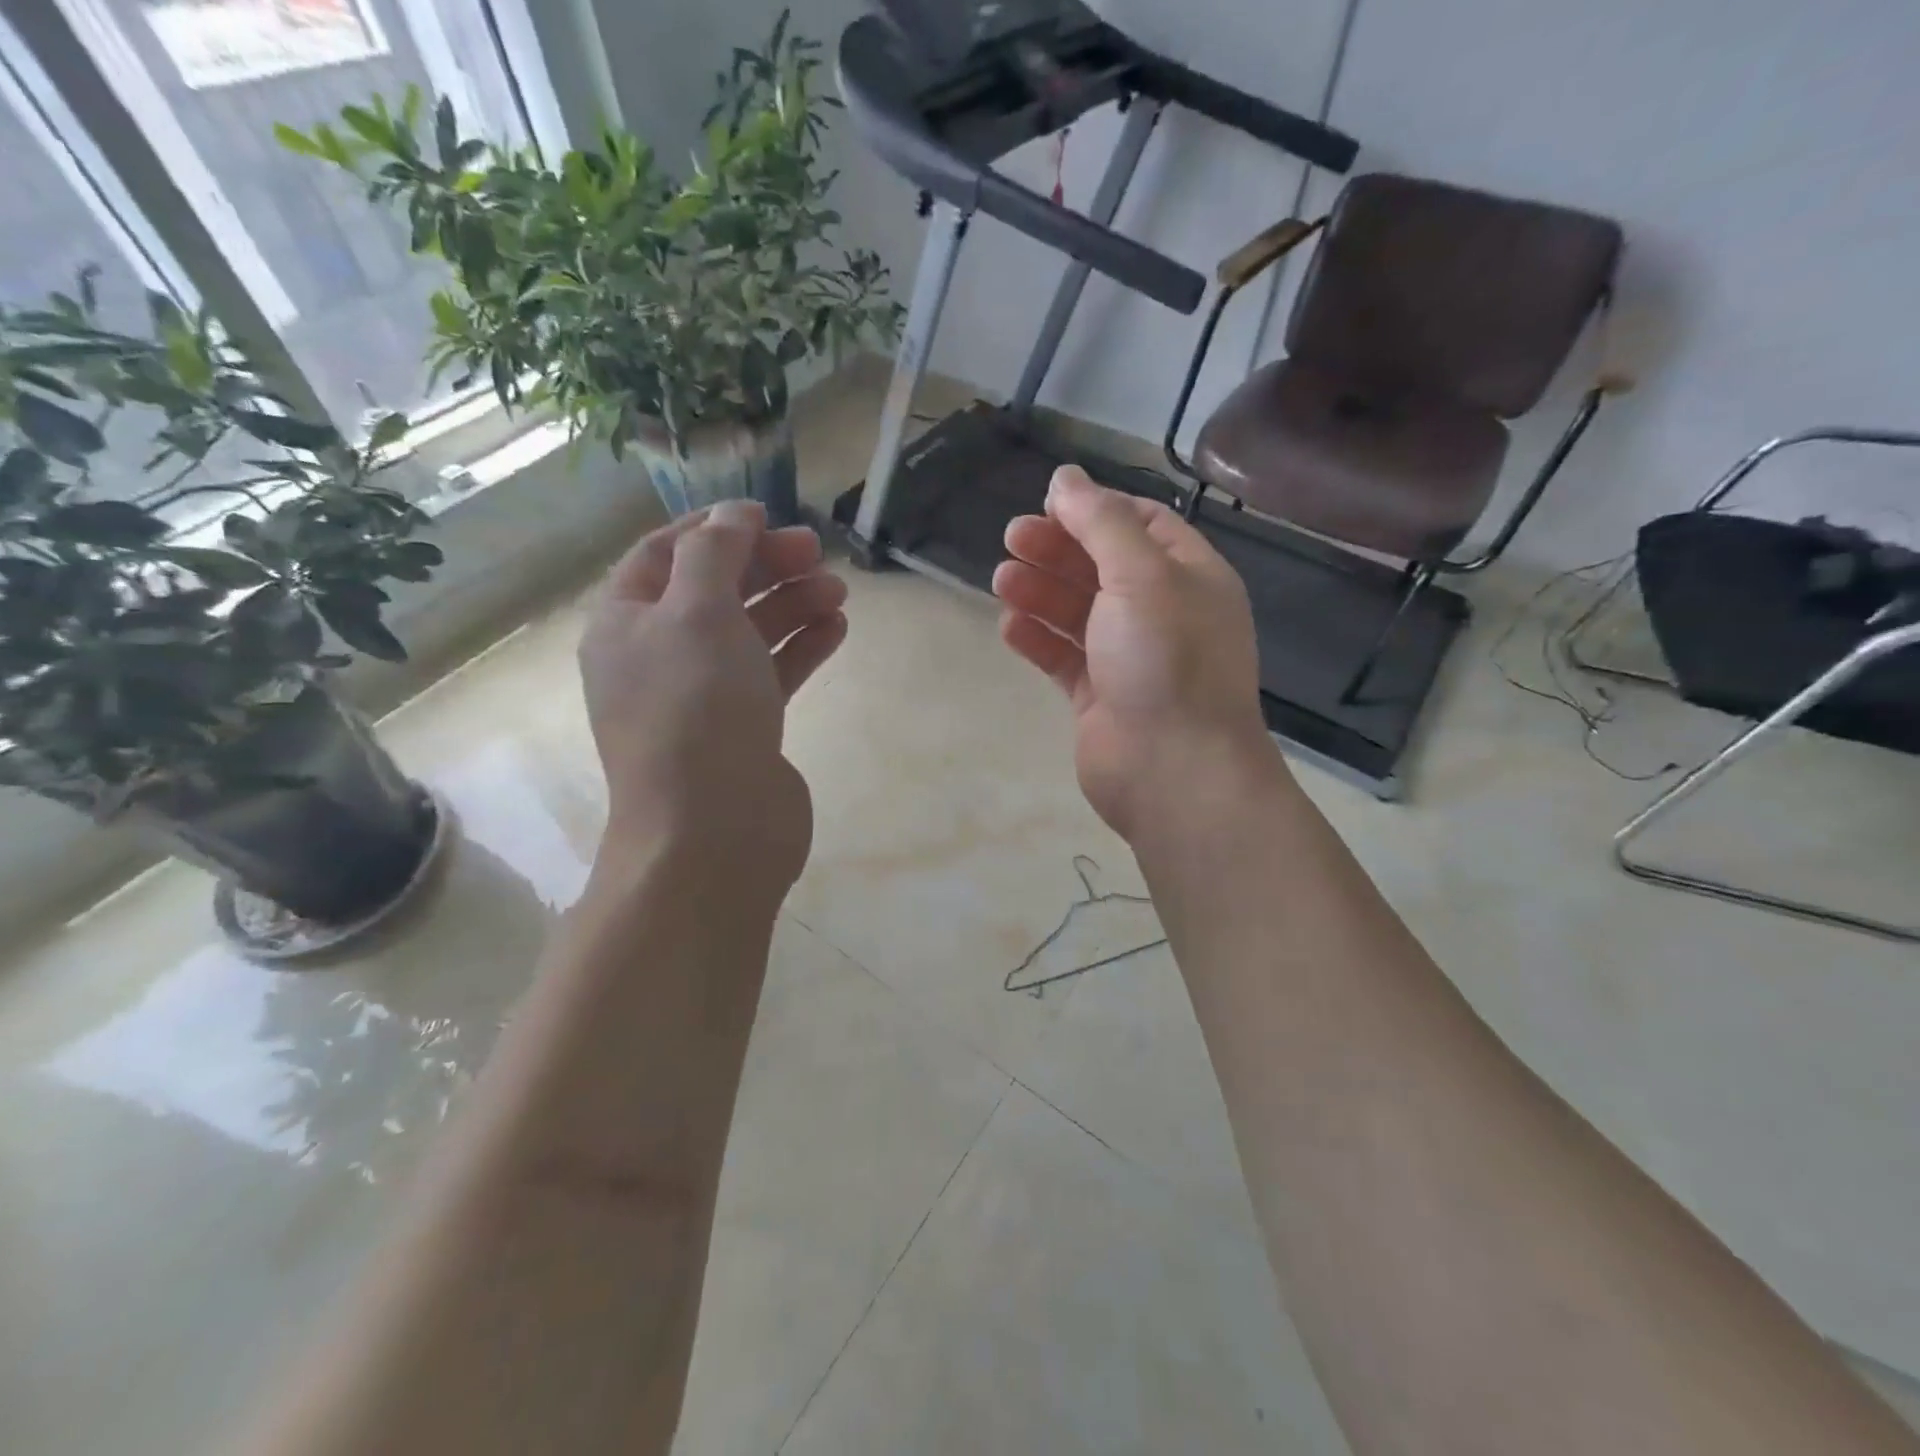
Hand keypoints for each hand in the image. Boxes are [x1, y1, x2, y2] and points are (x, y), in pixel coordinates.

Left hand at [578, 501, 846, 899]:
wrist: (715, 830)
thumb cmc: (697, 709)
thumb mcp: (698, 613)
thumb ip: (715, 553)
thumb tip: (735, 512)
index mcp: (626, 624)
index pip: (662, 554)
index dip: (713, 529)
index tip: (767, 515)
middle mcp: (658, 657)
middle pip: (713, 591)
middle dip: (763, 565)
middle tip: (817, 551)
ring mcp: (702, 697)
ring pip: (748, 633)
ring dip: (791, 604)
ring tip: (838, 590)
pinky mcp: (743, 729)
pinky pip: (771, 674)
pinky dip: (801, 647)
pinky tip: (836, 628)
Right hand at [993, 467, 1280, 838]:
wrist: (1173, 770)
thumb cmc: (1165, 659)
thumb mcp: (1139, 574)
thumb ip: (1100, 522)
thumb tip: (1065, 476)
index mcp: (1189, 577)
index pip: (1143, 525)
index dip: (1096, 510)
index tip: (1048, 504)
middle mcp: (1163, 614)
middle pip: (1103, 567)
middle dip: (1058, 549)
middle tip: (1010, 539)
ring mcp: (1131, 659)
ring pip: (1079, 612)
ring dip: (1041, 591)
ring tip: (1000, 579)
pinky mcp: (1101, 697)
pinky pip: (1065, 657)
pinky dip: (1038, 639)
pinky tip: (1009, 626)